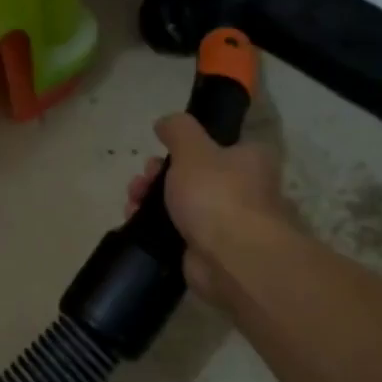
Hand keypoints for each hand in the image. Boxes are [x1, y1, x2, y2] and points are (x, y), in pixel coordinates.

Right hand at [127, 113, 287, 300]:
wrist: (232, 259)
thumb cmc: (217, 195)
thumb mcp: (193, 148)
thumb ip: (178, 130)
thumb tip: (166, 121)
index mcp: (250, 159)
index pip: (216, 145)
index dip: (183, 146)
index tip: (159, 151)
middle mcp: (243, 189)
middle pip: (192, 175)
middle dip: (159, 175)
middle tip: (142, 180)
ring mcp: (226, 222)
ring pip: (180, 204)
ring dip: (151, 200)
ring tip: (131, 202)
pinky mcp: (207, 250)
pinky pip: (175, 232)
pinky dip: (154, 228)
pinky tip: (135, 223)